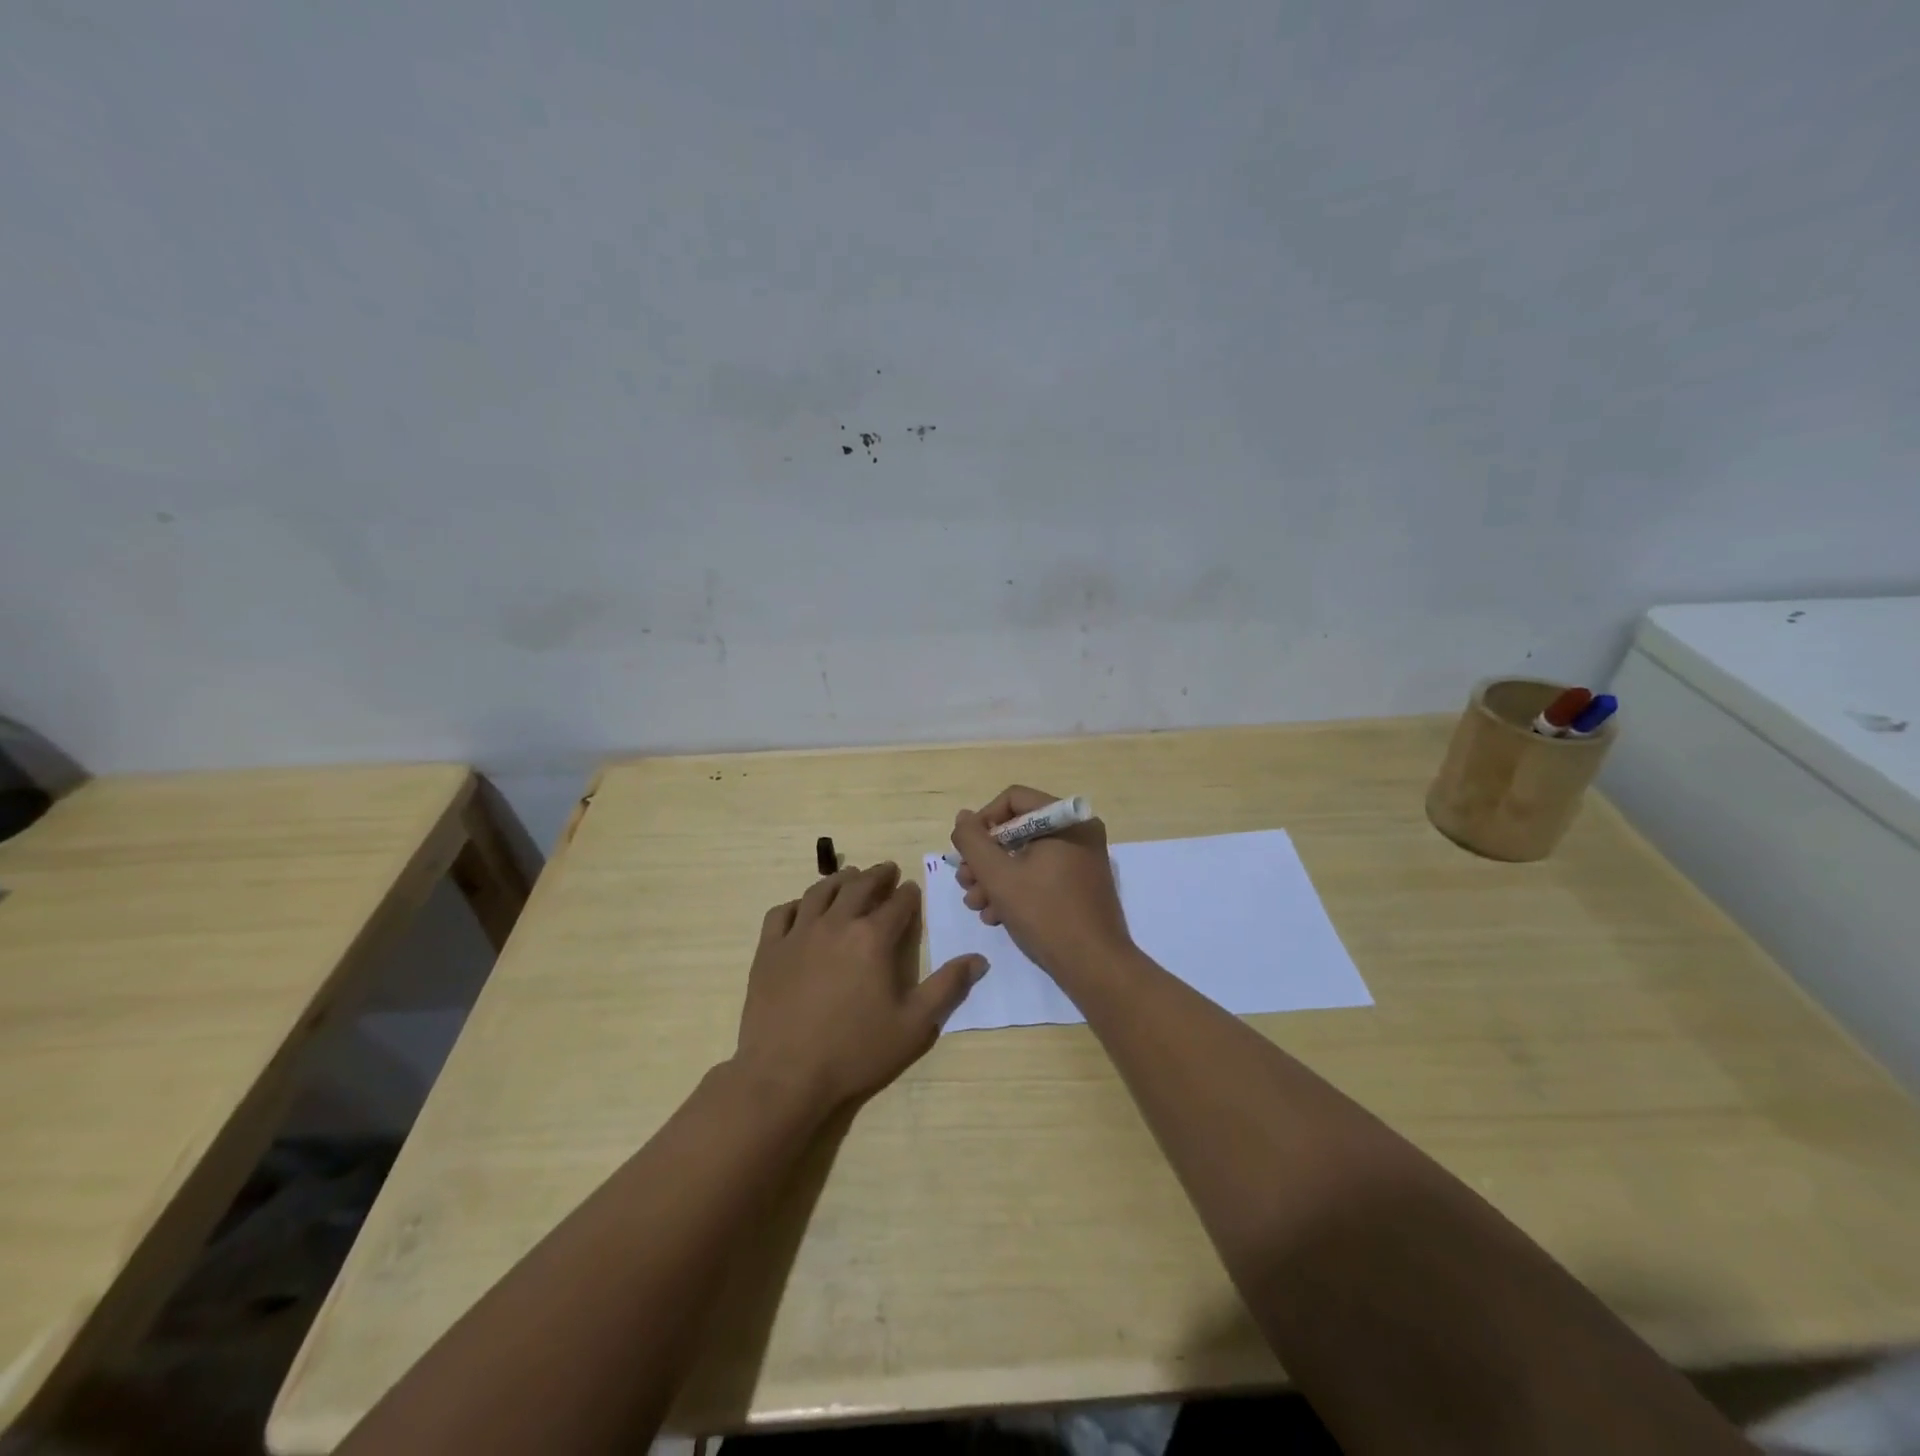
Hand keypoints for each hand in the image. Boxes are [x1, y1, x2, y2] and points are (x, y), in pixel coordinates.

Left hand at [734, 862, 986, 1116]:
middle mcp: (836, 924)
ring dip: (840, 880)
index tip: (912, 888)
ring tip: (850, 877)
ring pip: (820, 892)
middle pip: (859, 886)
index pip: (897, 904)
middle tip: (887, 870)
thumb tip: (978, 959)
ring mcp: (798, 934)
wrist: (785, 1075)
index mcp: (873, 938)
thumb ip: (947, 987)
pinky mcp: (769, 949)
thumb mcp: (914, 1025)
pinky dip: (797, 904)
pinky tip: (803, 908)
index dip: (908, 894)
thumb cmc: (855, 1051)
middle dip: (878, 876)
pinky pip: (782, 913)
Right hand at [950, 785, 1132, 979]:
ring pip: (1026, 855)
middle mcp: (1078, 832)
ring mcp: (1081, 860)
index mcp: (1066, 820)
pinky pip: (1041, 874)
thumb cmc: (1045, 914)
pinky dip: (1016, 889)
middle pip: (1017, 829)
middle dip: (985, 858)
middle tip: (965, 882)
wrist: (1094, 966)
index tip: (965, 852)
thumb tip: (963, 817)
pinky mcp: (1080, 884)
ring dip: (995, 878)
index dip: (982, 821)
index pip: (1013, 800)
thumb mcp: (998, 875)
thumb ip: (973, 841)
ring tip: (976, 904)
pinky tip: (996, 915)